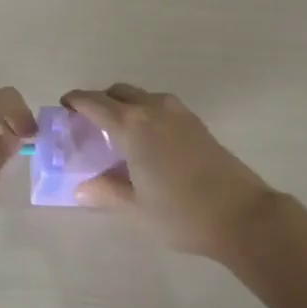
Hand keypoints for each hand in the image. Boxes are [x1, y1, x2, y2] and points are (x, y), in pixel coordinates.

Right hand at [61, 84, 277, 257]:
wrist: (242, 215)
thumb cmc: (181, 213)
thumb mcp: (136, 209)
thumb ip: (106, 193)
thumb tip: (81, 188)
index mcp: (132, 125)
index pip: (95, 103)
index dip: (76, 101)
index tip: (64, 107)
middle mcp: (153, 109)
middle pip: (119, 92)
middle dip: (100, 101)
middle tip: (89, 124)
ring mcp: (178, 113)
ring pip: (142, 96)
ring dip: (125, 105)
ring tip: (119, 133)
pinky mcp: (196, 123)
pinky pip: (161, 106)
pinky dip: (146, 112)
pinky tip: (148, 141)